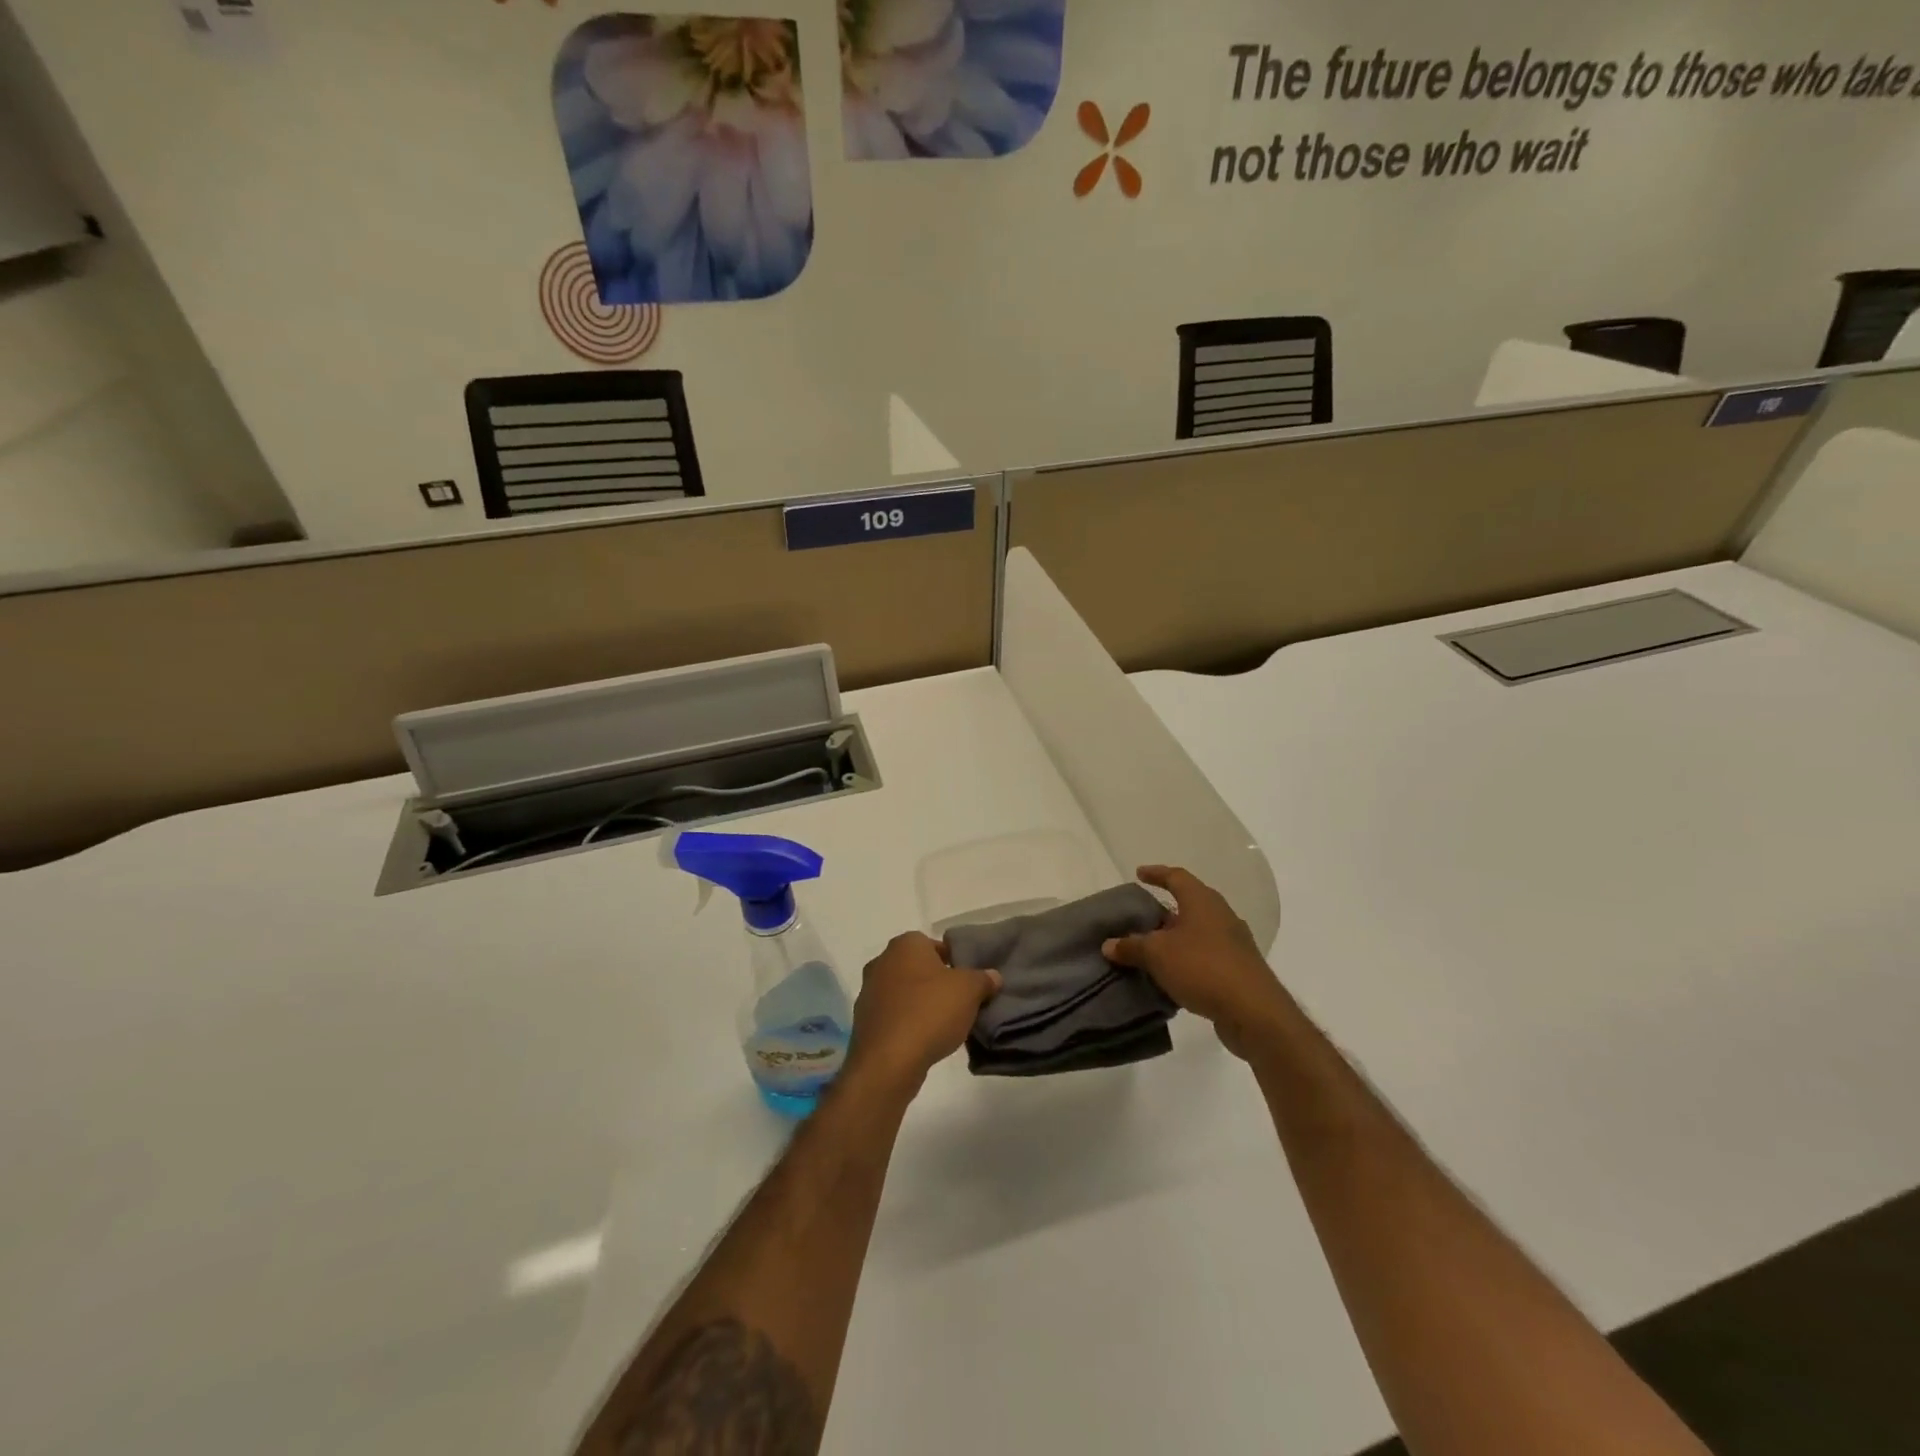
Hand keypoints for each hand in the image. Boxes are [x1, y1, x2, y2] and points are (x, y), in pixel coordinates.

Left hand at [845, 933, 1000, 1095]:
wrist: (888, 1061)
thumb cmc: (930, 1012)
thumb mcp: (969, 991)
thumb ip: (983, 979)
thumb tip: (993, 976)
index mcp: (905, 944)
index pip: (935, 945)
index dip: (955, 962)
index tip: (968, 983)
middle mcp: (882, 961)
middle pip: (918, 968)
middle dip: (936, 983)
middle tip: (958, 1003)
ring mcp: (868, 991)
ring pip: (904, 992)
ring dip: (920, 1004)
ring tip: (942, 1025)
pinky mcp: (863, 1021)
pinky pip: (893, 1015)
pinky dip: (906, 1023)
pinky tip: (922, 1040)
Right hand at [1103, 866, 1290, 1060]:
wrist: (1254, 1011)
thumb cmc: (1202, 967)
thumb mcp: (1157, 954)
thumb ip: (1131, 946)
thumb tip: (1109, 944)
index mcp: (1202, 901)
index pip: (1176, 876)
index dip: (1156, 874)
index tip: (1139, 874)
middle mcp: (1221, 915)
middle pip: (1189, 904)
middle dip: (1164, 910)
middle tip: (1140, 917)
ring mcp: (1233, 943)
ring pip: (1197, 932)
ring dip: (1175, 938)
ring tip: (1151, 949)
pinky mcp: (1239, 969)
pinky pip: (1206, 956)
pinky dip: (1187, 960)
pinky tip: (1171, 975)